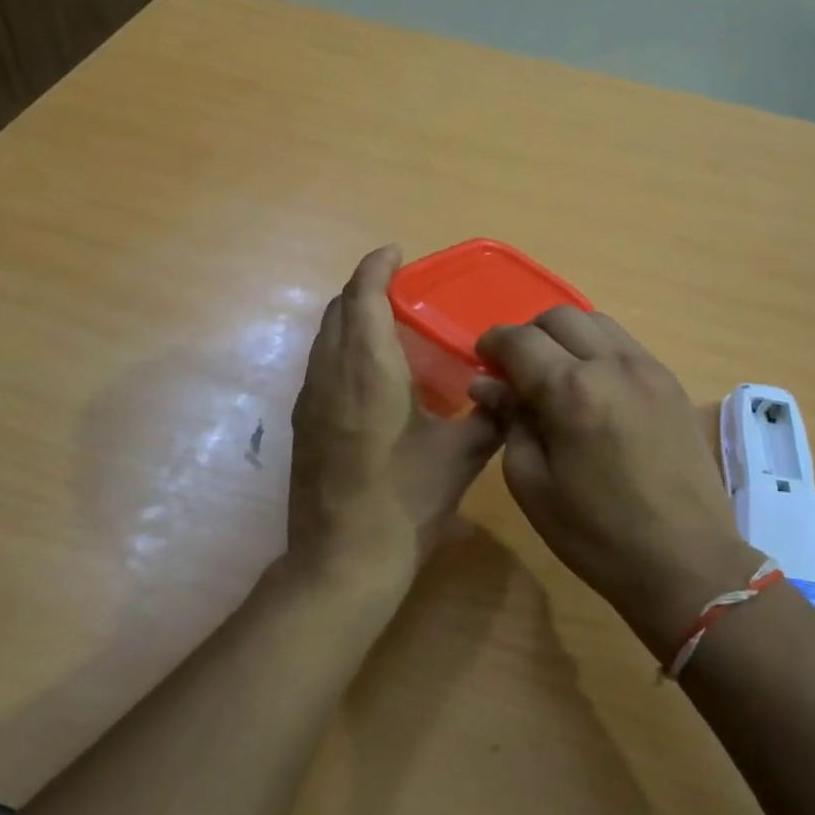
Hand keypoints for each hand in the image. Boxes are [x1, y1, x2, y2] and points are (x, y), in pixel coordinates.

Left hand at [287, 246, 501, 597]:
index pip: (362, 295)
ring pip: (326, 337)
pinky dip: (344, 348)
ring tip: (390, 326)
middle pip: (339, 309)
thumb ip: (489, 417)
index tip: (397, 252)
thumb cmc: (405, 501)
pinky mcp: (304, 424)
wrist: (342, 561)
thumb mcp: (460, 457)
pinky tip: (373, 374)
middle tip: (403, 291)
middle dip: (365, 288)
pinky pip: (322, 364)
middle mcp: (331, 372)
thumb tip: (510, 394)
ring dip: (352, 318)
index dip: (377, 266)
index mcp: (368, 368)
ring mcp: (311, 399)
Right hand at [472, 309, 757, 658]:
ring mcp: (649, 369)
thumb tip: (488, 384)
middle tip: (517, 369)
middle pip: (559, 317)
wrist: (688, 563)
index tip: (482, 360)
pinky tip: (594, 387)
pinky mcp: (672, 383)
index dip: (492, 343)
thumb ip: (509, 423)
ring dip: (566, 336)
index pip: (519, 340)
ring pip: (596, 322)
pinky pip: (626, 344)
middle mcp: (611, 364)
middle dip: (528, 334)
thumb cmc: (597, 535)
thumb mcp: (533, 485)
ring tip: (556, 373)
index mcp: (570, 391)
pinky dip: (598, 349)